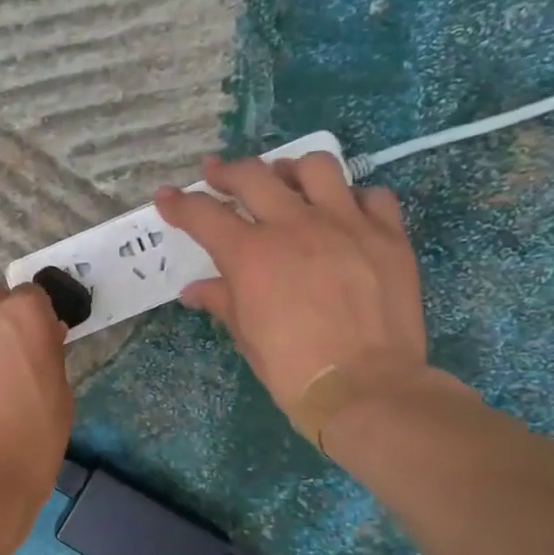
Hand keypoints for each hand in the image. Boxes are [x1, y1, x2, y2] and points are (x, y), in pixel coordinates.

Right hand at [154, 153, 426, 424]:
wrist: (364, 387)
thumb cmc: (291, 366)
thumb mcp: (245, 334)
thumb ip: (221, 300)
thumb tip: (195, 291)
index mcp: (251, 254)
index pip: (203, 215)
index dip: (179, 204)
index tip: (166, 196)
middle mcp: (295, 226)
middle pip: (254, 176)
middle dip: (226, 172)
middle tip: (216, 175)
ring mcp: (346, 224)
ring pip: (316, 167)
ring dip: (292, 171)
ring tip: (286, 182)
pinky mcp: (387, 235)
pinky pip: (372, 196)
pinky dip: (353, 199)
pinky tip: (344, 214)